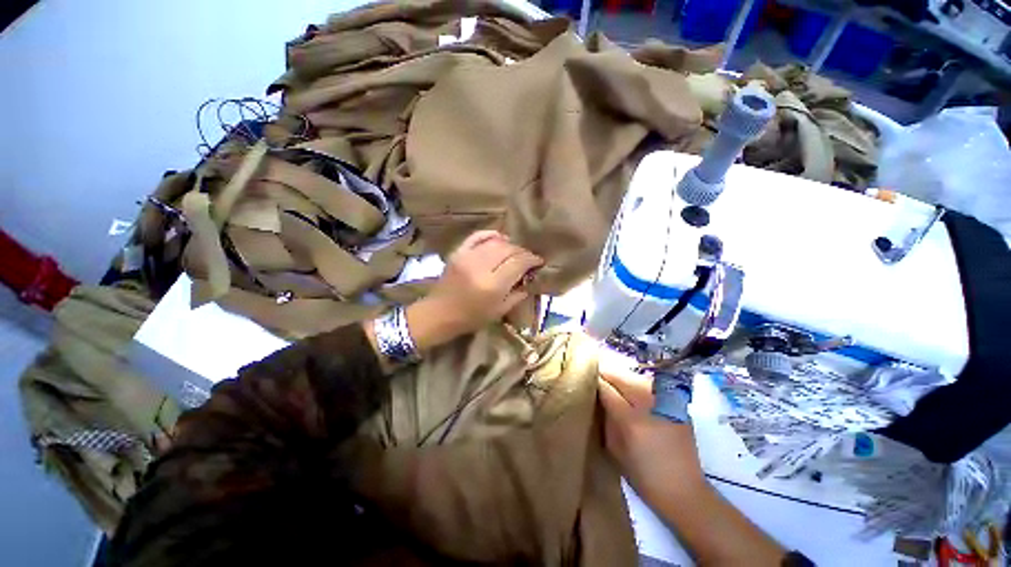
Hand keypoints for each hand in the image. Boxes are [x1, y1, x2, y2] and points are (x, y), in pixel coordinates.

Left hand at [407, 231, 543, 349]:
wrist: (439, 313)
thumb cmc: (471, 318)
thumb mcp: (499, 311)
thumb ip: (517, 293)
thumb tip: (529, 278)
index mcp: (493, 285)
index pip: (518, 262)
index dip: (532, 259)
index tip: (539, 261)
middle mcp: (481, 267)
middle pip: (509, 249)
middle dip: (522, 252)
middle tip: (528, 258)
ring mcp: (467, 257)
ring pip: (496, 242)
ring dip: (510, 245)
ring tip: (515, 252)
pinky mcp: (458, 252)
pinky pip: (477, 236)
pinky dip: (491, 234)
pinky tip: (500, 238)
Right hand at [597, 351, 706, 500]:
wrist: (685, 491)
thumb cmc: (643, 476)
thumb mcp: (614, 449)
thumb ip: (605, 418)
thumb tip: (595, 395)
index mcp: (631, 419)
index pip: (605, 386)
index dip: (593, 380)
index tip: (583, 380)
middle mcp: (649, 403)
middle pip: (620, 374)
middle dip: (605, 376)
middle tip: (596, 381)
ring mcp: (665, 400)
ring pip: (634, 376)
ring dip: (620, 379)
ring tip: (613, 388)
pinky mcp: (676, 402)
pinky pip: (648, 385)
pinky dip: (636, 386)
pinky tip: (632, 396)